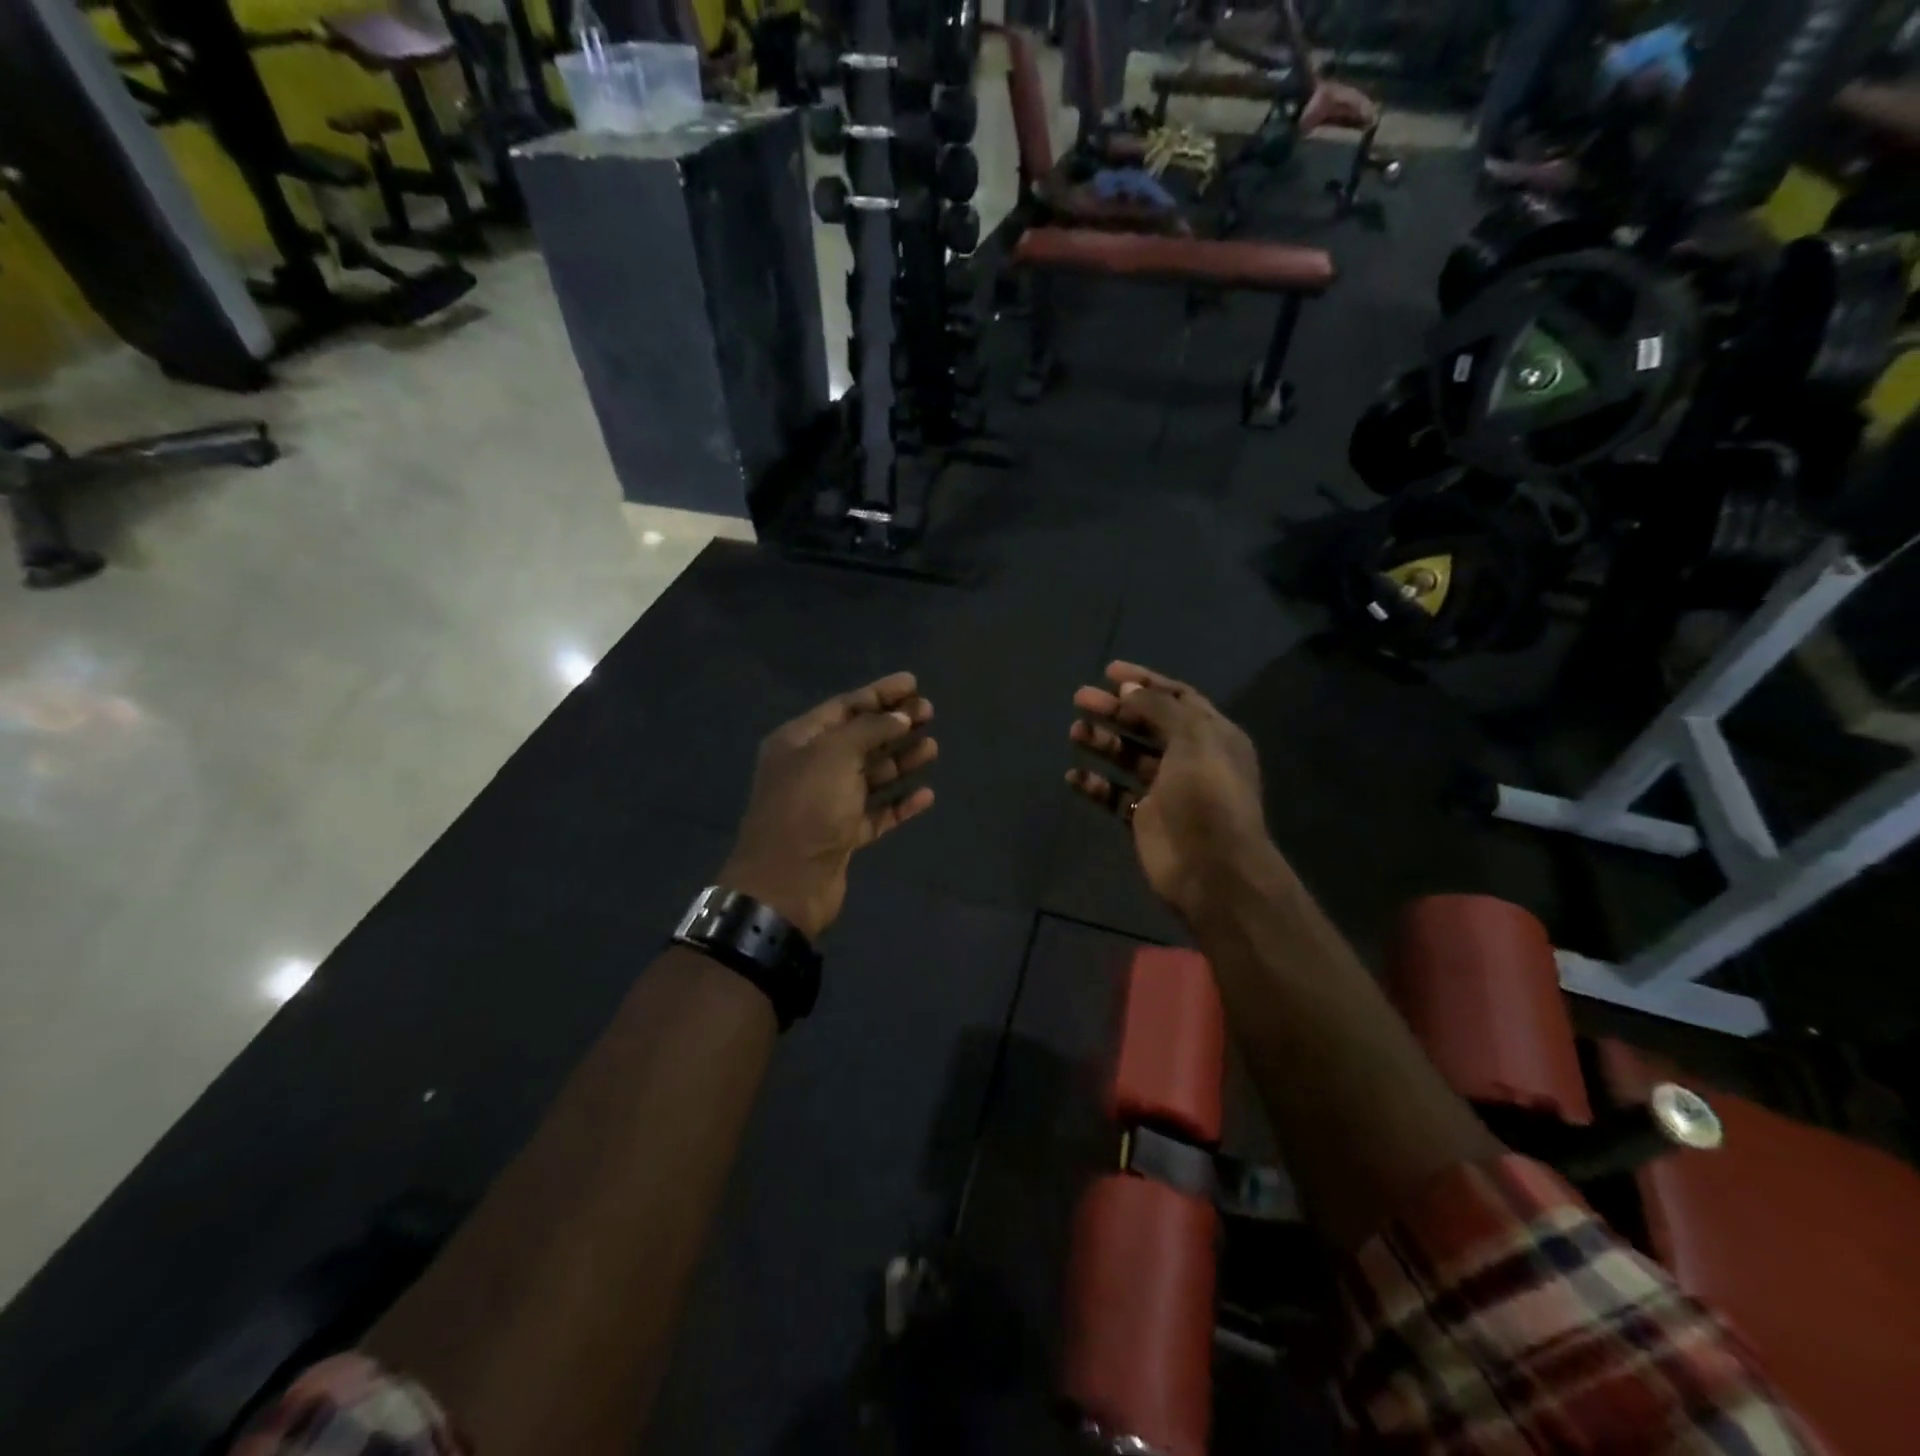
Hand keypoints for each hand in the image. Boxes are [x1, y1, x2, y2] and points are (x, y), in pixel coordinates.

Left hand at [723, 673, 936, 939]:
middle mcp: (812, 768)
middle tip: (929, 711)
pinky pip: (877, 812)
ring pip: (871, 775)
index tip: (913, 682)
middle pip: (860, 739)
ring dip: (901, 760)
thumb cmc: (807, 807)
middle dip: (894, 724)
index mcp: (799, 741)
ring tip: (933, 747)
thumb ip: (869, 730)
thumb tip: (899, 717)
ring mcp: (828, 804)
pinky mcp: (843, 835)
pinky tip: (926, 794)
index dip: (879, 693)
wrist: (786, 883)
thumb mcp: (835, 755)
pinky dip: (900, 802)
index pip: (844, 707)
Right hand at [1066, 661, 1275, 922]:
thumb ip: (1159, 709)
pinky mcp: (1146, 819)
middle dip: (1116, 710)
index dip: (1145, 682)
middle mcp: (1191, 758)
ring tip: (1075, 732)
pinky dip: (1095, 784)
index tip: (1109, 672)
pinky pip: (1116, 795)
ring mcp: (1167, 790)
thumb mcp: (1192, 739)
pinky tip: (1073, 776)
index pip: (1177, 697)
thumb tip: (1128, 689)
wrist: (1213, 870)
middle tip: (1080, 699)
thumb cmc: (1207, 795)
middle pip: (1147, 725)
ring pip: (1129, 758)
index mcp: (1212, 735)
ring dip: (1103, 742)